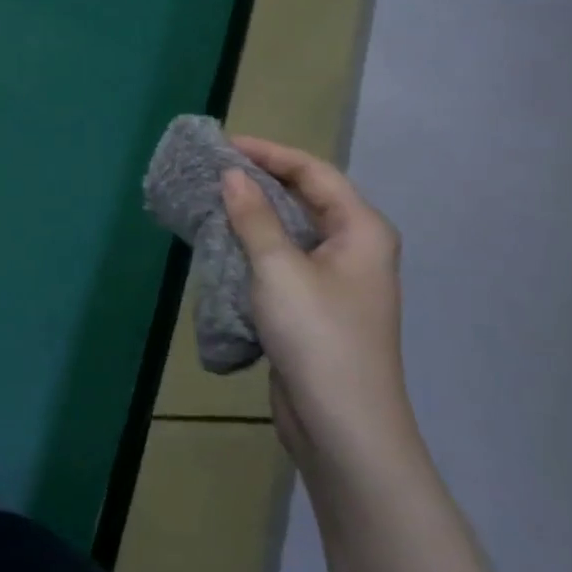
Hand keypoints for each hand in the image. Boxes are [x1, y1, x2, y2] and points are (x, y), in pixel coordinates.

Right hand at [220, 136, 412, 468]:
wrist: (343, 426)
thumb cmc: (318, 336)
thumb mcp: (279, 269)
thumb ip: (254, 217)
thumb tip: (232, 174)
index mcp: (361, 230)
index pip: (314, 172)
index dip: (270, 153)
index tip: (225, 145)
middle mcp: (354, 248)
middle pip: (306, 198)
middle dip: (260, 181)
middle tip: (212, 170)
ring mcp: (336, 280)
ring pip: (291, 230)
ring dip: (254, 215)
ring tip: (210, 201)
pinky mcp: (315, 306)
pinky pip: (283, 260)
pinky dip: (254, 247)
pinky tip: (222, 245)